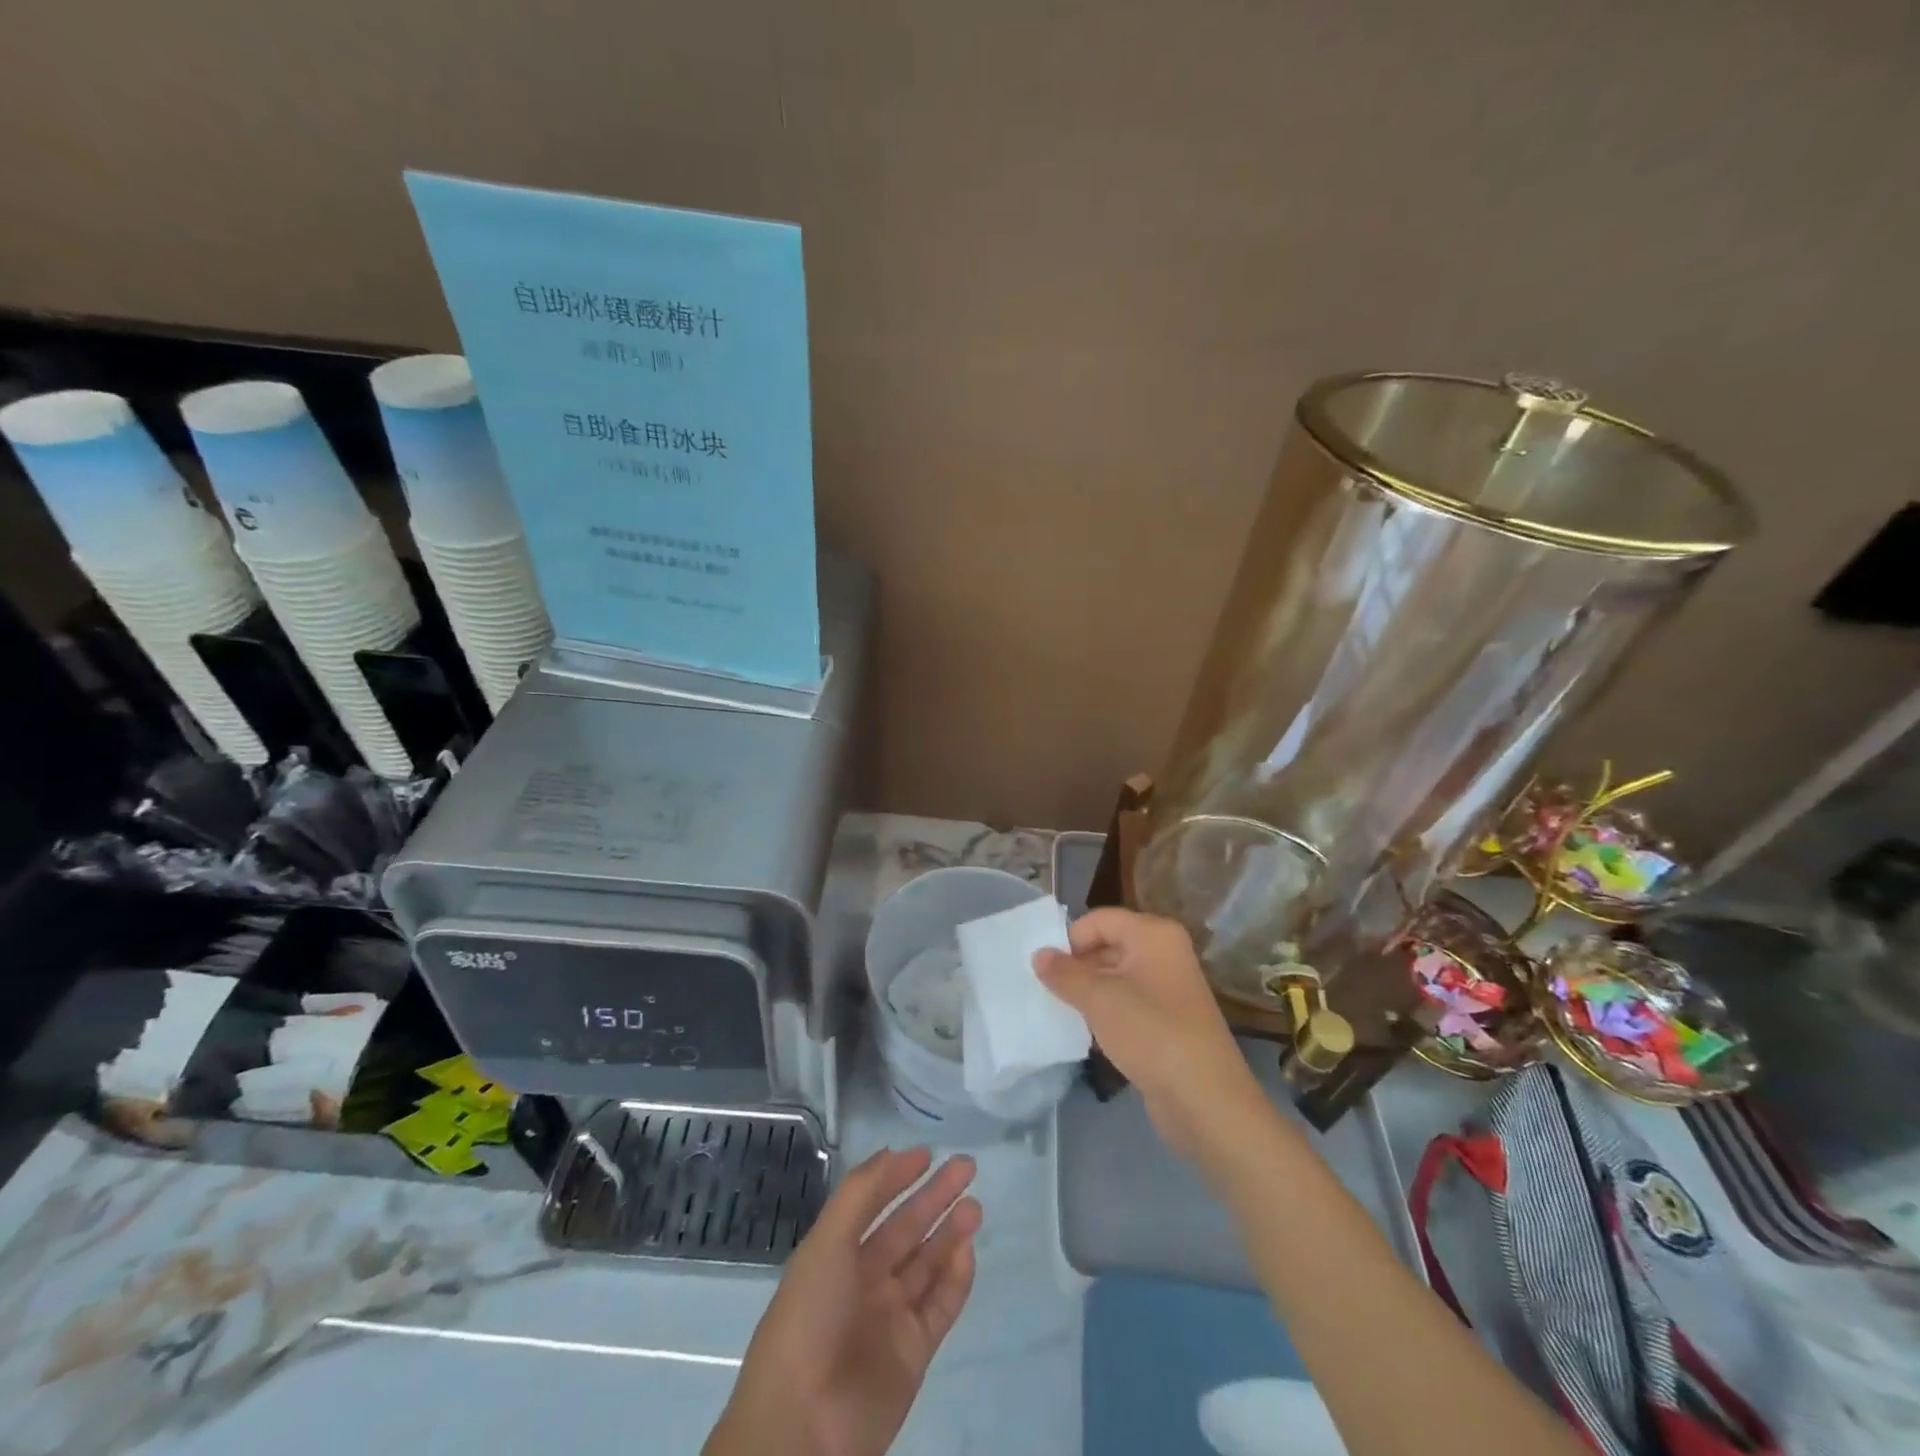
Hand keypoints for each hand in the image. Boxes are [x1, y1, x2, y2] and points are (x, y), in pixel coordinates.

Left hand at [706, 1147, 980, 1455]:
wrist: (804, 1423)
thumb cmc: (809, 1317)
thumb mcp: (827, 1241)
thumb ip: (861, 1192)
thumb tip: (892, 1152)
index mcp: (835, 1254)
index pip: (872, 1204)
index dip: (897, 1177)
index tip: (927, 1153)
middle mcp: (863, 1280)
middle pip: (906, 1229)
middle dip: (935, 1197)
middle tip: (967, 1167)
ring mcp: (890, 1317)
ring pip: (927, 1265)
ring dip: (950, 1233)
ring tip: (975, 1206)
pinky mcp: (913, 1352)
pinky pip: (940, 1306)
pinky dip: (956, 1279)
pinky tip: (968, 1250)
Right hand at [1035, 908, 1265, 1167]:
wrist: (1205, 1099)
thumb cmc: (1151, 1033)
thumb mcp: (1098, 999)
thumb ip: (1064, 974)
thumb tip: (1038, 954)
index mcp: (1153, 934)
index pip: (1100, 920)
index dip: (1071, 939)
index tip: (1045, 969)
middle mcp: (1164, 952)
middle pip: (1108, 945)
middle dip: (1076, 966)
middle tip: (1046, 989)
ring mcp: (1168, 987)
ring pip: (1116, 977)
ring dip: (1087, 991)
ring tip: (1059, 1010)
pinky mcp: (1167, 1020)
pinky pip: (1127, 1003)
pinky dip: (1105, 1012)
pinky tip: (1085, 1032)